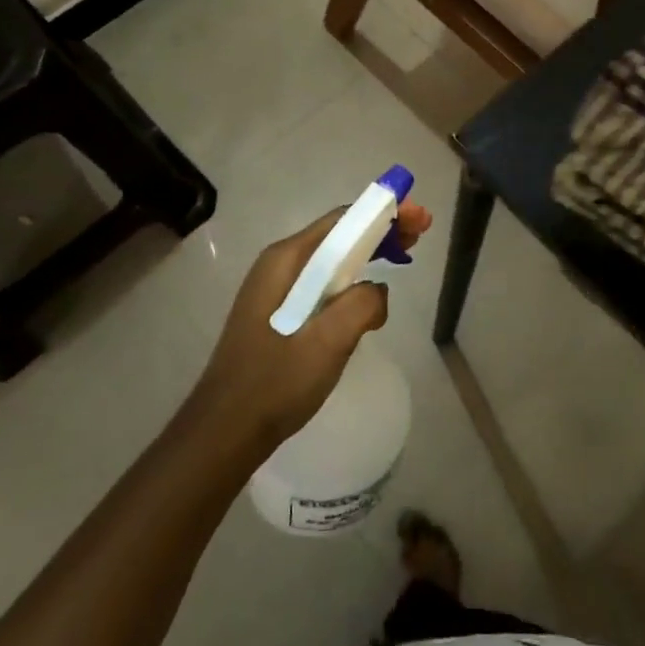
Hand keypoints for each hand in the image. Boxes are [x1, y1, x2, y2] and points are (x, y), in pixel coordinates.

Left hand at [190, 201, 432, 452]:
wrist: (225, 431)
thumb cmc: (275, 383)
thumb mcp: (327, 342)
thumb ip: (360, 305)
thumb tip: (377, 291)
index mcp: (286, 260)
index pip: (342, 221)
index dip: (383, 214)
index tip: (418, 218)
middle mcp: (279, 264)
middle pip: (338, 235)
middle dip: (379, 230)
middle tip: (419, 235)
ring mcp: (276, 289)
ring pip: (331, 260)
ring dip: (368, 254)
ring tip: (403, 256)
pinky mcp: (278, 312)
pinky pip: (322, 283)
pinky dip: (351, 280)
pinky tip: (369, 297)